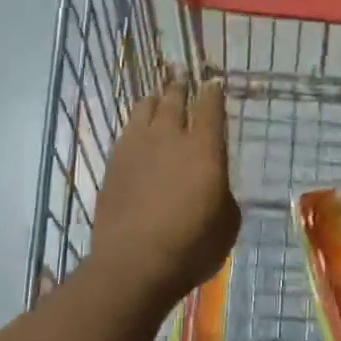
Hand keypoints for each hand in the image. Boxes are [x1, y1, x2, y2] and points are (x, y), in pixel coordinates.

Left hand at [90, 76, 240, 310]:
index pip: (209, 107)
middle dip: (180, 86)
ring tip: (157, 96)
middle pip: (174, 100)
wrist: (134, 263)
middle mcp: (169, 137)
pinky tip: (136, 129)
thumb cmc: (192, 245)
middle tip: (181, 76)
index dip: (212, 93)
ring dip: (154, 99)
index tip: (213, 84)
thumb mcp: (227, 222)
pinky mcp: (113, 165)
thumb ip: (222, 192)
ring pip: (145, 109)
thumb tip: (214, 184)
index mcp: (204, 148)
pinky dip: (134, 124)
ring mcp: (137, 148)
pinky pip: (126, 132)